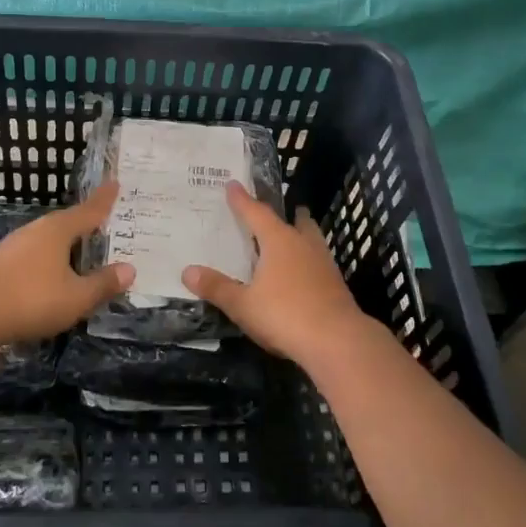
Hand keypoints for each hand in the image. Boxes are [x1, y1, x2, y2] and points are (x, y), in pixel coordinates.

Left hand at [0, 179, 133, 342]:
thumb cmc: (31, 300)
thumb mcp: (76, 297)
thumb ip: (103, 284)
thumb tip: (130, 269)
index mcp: (58, 230)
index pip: (89, 211)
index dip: (104, 200)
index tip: (115, 183)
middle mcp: (36, 230)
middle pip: (67, 222)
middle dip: (85, 223)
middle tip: (104, 222)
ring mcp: (14, 245)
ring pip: (48, 239)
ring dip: (66, 244)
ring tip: (81, 251)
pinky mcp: (0, 263)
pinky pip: (34, 254)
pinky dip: (49, 258)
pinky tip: (52, 274)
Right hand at [182, 182, 375, 366]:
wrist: (338, 341)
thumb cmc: (285, 315)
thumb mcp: (243, 305)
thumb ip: (217, 287)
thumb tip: (187, 271)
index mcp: (278, 241)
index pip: (256, 213)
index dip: (242, 200)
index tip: (232, 184)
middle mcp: (303, 245)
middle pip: (295, 221)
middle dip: (286, 214)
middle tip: (279, 210)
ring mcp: (324, 264)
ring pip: (311, 240)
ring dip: (301, 235)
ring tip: (292, 237)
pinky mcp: (335, 285)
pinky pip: (317, 262)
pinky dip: (307, 260)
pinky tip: (301, 273)